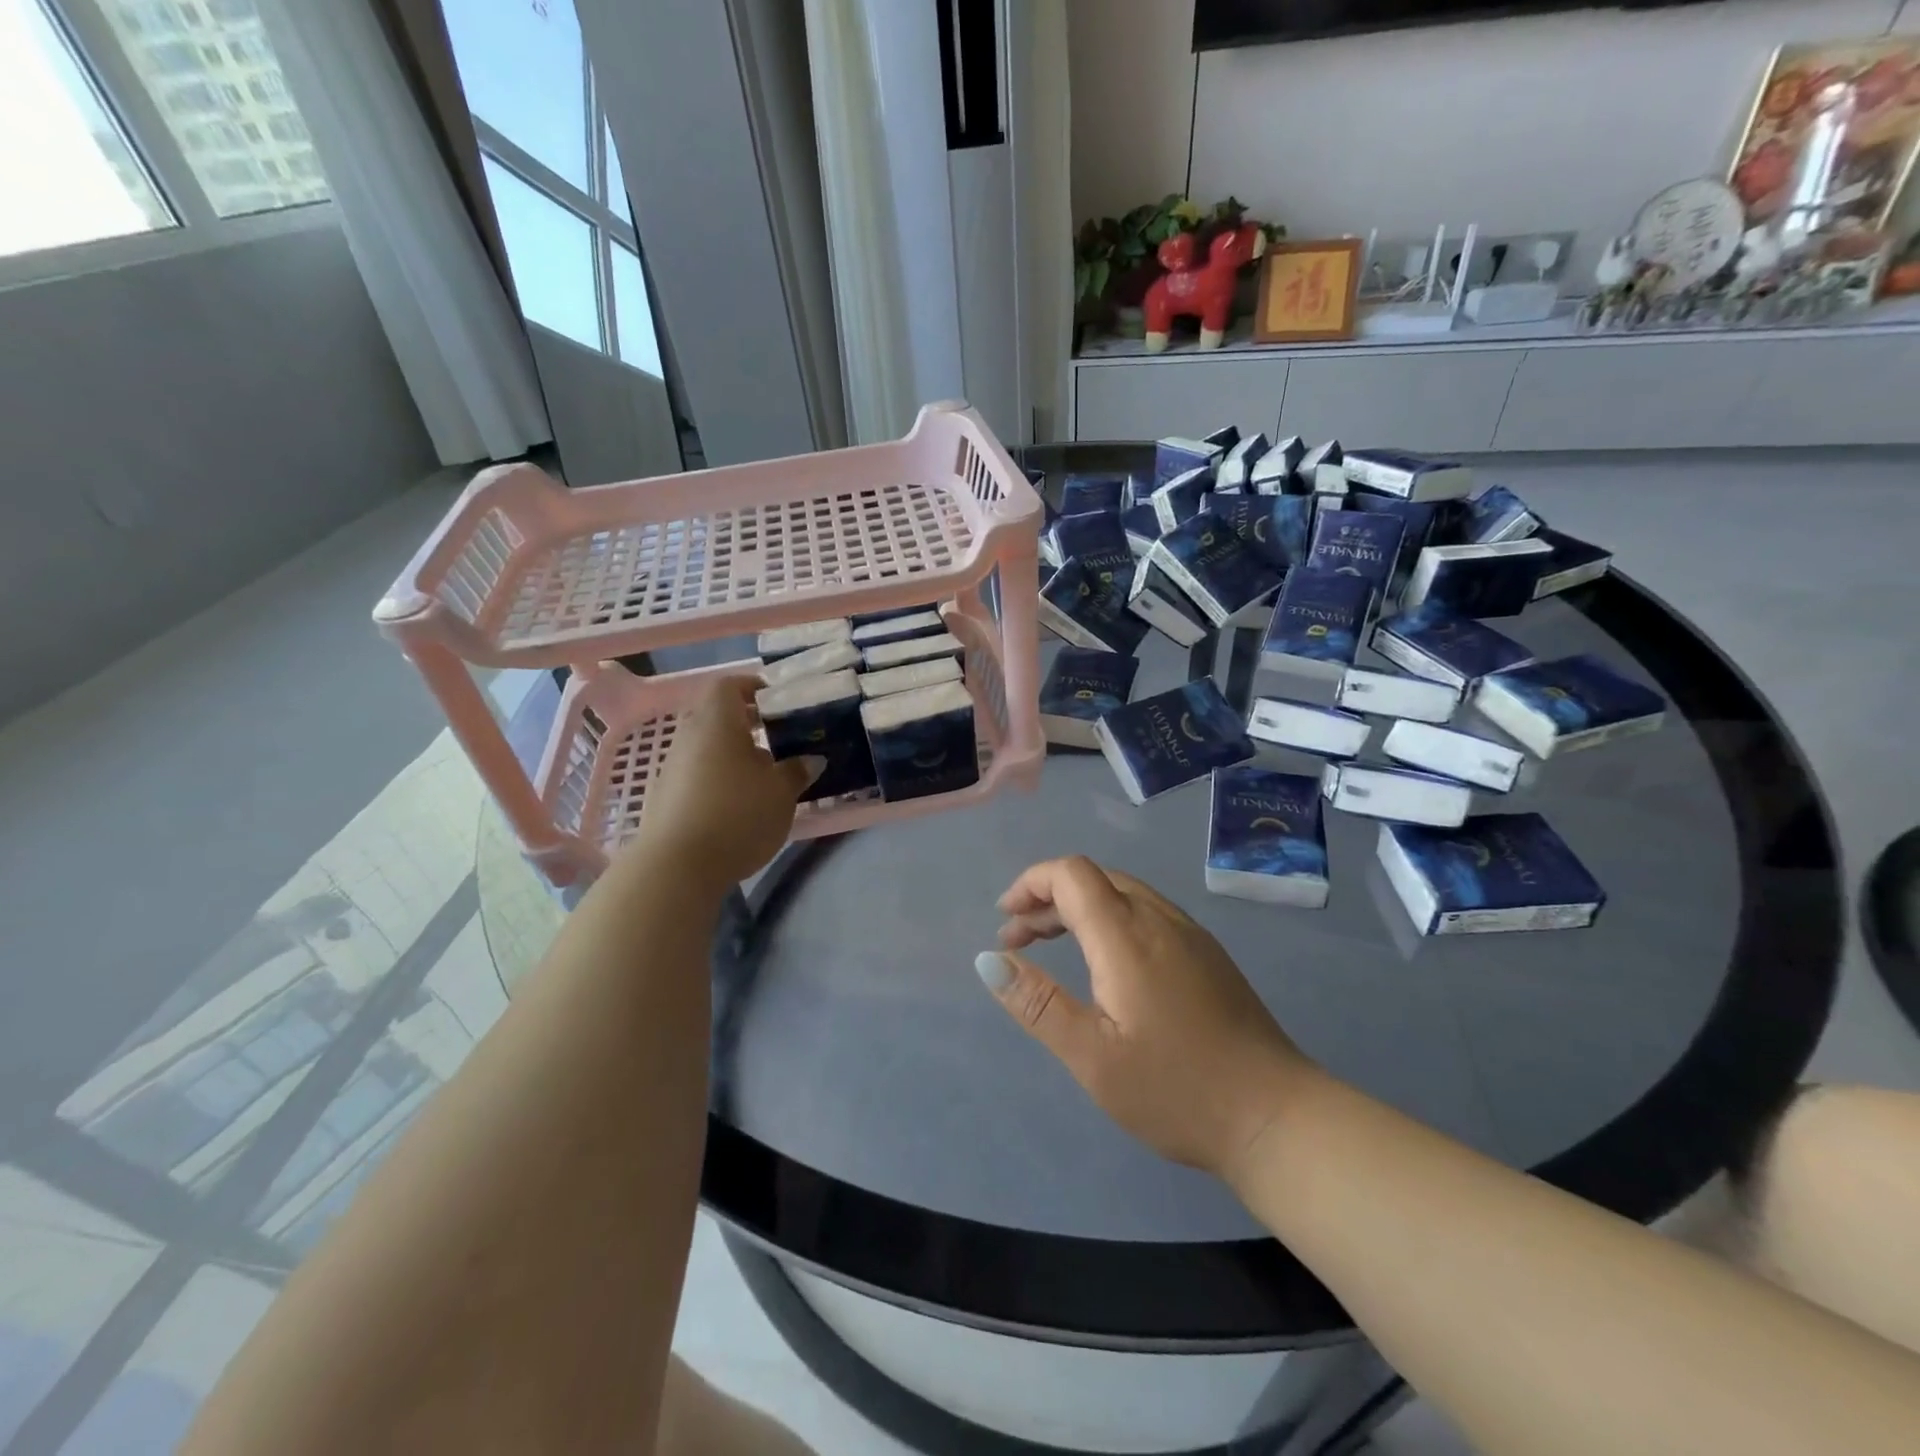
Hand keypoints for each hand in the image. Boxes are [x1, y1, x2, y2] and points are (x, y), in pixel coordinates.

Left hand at [630, 677, 816, 885]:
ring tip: (763, 775)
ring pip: (706, 746)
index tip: (778, 703)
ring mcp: (671, 767)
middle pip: (716, 715)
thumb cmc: (737, 815)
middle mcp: (689, 735)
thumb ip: (797, 770)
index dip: (753, 688)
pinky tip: (738, 803)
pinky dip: (717, 777)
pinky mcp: (664, 797)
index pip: (729, 685)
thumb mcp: (782, 793)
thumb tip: (811, 759)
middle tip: (777, 738)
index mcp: (717, 721)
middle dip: (746, 723)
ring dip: (732, 753)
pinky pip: (696, 773)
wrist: (677, 867)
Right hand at [980, 856, 1314, 1179]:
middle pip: (1094, 879)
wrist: (1276, 1117)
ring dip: (1079, 908)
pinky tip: (1105, 962)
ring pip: (1122, 893)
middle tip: (1018, 939)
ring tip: (1051, 945)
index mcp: (1127, 935)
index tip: (1005, 921)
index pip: (1071, 873)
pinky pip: (1146, 912)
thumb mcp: (1092, 1055)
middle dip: (1048, 898)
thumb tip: (989, 958)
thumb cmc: (1175, 1089)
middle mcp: (1159, 919)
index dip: (1031, 883)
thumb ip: (1037, 1002)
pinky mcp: (1208, 955)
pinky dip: (1110, 920)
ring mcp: (1190, 934)